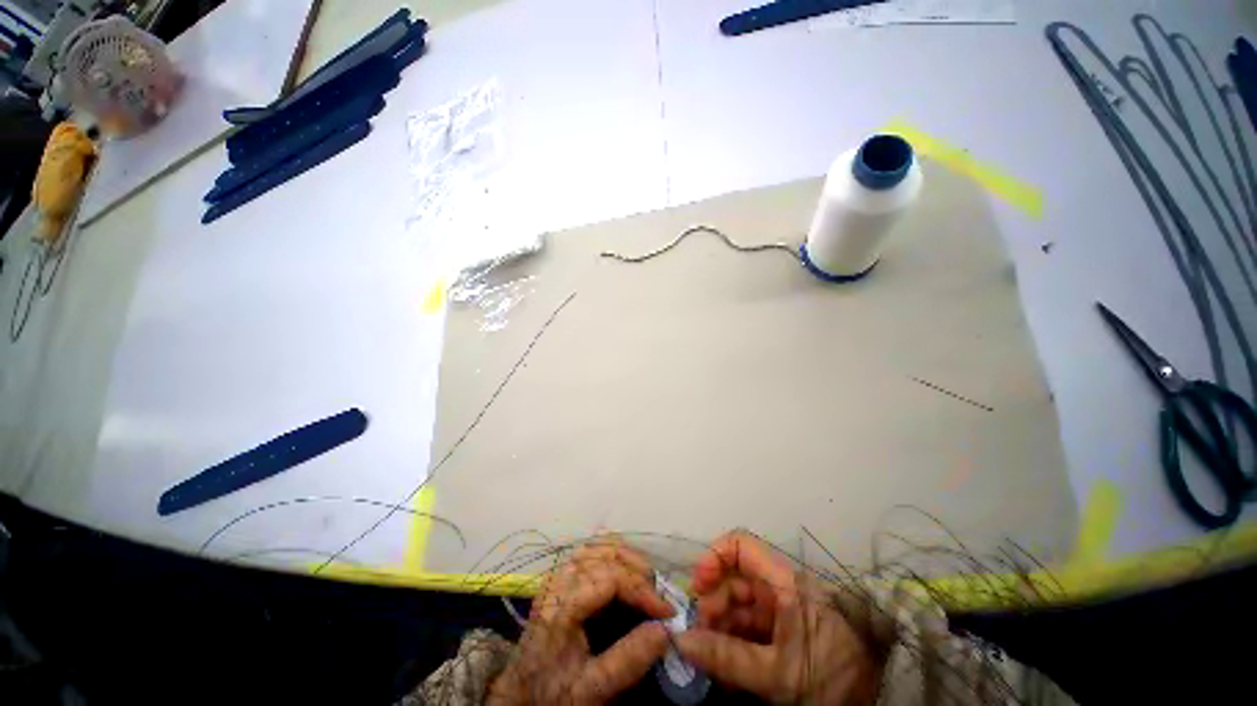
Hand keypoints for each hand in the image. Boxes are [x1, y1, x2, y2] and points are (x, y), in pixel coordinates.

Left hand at [489, 539, 674, 704]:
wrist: (521, 695)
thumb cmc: (554, 693)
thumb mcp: (591, 689)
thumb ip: (627, 661)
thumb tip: (665, 630)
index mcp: (563, 605)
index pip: (612, 578)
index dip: (643, 590)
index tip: (667, 612)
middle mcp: (560, 580)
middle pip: (607, 554)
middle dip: (639, 571)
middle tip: (658, 598)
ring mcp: (559, 574)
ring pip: (599, 547)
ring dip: (628, 559)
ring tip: (647, 584)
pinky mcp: (562, 577)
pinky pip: (592, 552)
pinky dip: (614, 556)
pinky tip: (626, 570)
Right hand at [677, 531, 884, 704]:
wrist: (870, 705)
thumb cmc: (829, 680)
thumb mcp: (776, 674)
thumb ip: (726, 657)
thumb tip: (680, 640)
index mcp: (784, 583)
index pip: (741, 545)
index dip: (715, 557)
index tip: (698, 588)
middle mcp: (781, 588)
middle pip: (735, 579)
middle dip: (713, 605)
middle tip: (699, 639)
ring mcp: (782, 609)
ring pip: (740, 605)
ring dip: (721, 627)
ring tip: (710, 659)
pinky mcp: (784, 628)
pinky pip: (750, 624)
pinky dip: (734, 640)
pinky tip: (726, 665)